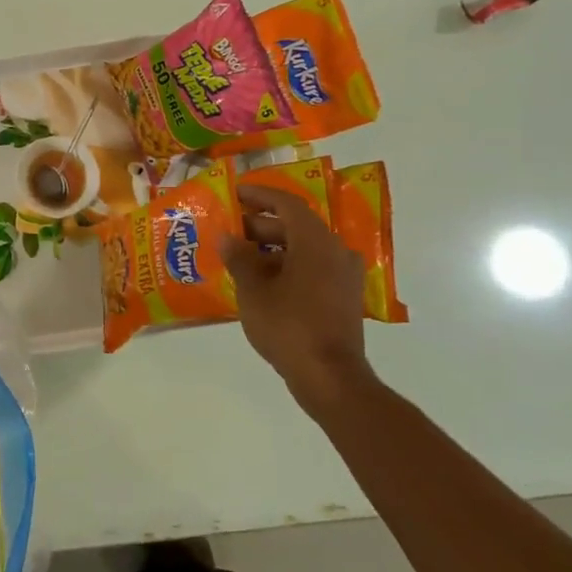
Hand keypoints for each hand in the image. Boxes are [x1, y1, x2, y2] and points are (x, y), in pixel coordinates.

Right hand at [220, 182, 370, 412]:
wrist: (330, 377)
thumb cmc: (288, 326)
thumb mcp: (253, 290)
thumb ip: (239, 259)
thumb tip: (228, 238)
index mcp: (315, 241)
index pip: (286, 204)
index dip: (258, 196)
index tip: (234, 194)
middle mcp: (335, 251)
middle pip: (295, 226)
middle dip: (260, 225)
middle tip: (229, 230)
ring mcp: (343, 275)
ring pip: (304, 249)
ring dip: (272, 248)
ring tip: (238, 257)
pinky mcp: (343, 297)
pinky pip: (312, 269)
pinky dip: (286, 267)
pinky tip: (260, 282)